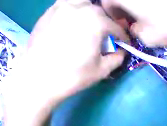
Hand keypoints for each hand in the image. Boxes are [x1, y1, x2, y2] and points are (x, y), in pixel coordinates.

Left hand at [3, 0, 126, 117]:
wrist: (40, 77)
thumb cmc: (75, 75)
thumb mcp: (103, 70)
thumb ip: (117, 58)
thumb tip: (122, 52)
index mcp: (93, 22)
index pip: (115, 26)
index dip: (123, 36)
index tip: (127, 44)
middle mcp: (77, 8)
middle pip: (100, 11)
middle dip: (109, 23)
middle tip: (111, 36)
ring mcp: (60, 7)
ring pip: (82, 3)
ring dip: (92, 14)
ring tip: (94, 27)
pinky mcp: (48, 13)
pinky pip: (67, 6)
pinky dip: (77, 12)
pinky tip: (77, 25)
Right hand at [102, 0, 166, 46]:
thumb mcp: (147, 38)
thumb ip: (134, 33)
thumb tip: (132, 28)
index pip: (106, 2)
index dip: (112, 16)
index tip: (123, 25)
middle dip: (123, 10)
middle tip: (134, 22)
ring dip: (135, 6)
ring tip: (146, 17)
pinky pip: (147, 0)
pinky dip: (146, 3)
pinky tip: (156, 9)